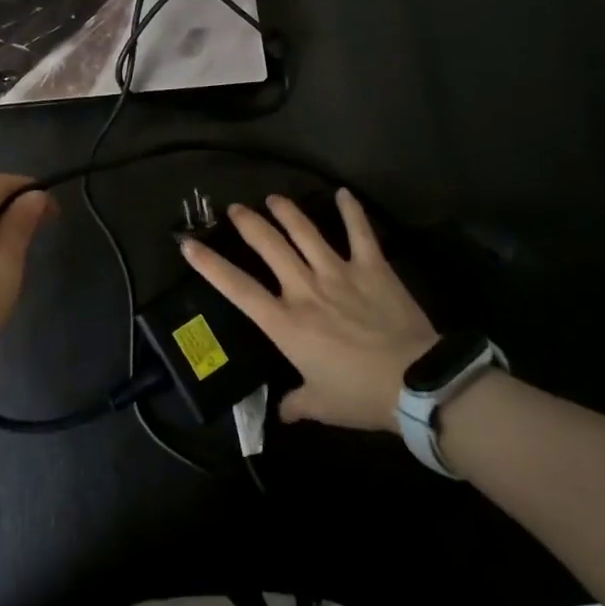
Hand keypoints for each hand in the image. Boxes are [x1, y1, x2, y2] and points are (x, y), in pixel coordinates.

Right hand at [180, 190, 434, 431]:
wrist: (414, 382)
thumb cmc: (360, 395)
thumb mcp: (321, 405)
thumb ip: (296, 403)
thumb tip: (284, 412)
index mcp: (285, 322)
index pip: (237, 288)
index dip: (210, 265)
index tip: (189, 244)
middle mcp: (305, 288)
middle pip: (268, 246)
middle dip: (248, 223)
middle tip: (236, 208)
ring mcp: (339, 272)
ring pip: (305, 232)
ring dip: (287, 212)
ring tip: (274, 198)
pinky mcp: (372, 267)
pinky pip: (360, 232)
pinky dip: (351, 211)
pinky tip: (343, 193)